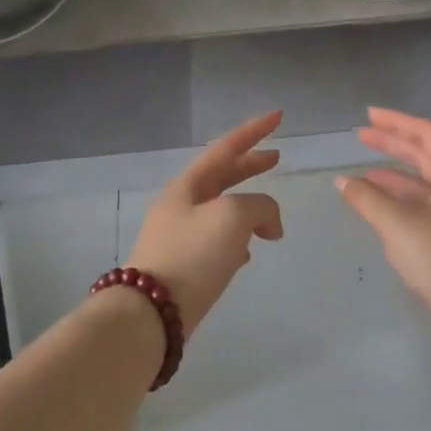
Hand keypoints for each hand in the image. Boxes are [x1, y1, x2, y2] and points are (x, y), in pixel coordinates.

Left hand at [123, 110, 284, 336]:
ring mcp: (179, 236)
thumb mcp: (233, 217)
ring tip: (269, 218)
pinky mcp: (182, 266)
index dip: (254, 130)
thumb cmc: (193, 254)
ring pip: (220, 210)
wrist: (151, 313)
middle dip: (250, 166)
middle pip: (222, 176)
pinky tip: (247, 254)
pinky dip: (237, 240)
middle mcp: (181, 205)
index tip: (278, 116)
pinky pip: (216, 242)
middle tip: (277, 158)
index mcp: (188, 185)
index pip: (226, 147)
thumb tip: (268, 223)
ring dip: (246, 207)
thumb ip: (260, 206)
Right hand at [335, 107, 430, 317]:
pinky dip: (404, 202)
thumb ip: (367, 199)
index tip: (368, 116)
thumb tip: (342, 181)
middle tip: (362, 136)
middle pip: (429, 156)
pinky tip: (382, 209)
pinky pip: (429, 207)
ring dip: (396, 176)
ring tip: (364, 173)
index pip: (428, 134)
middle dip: (395, 145)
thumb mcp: (399, 224)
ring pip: (428, 184)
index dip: (396, 122)